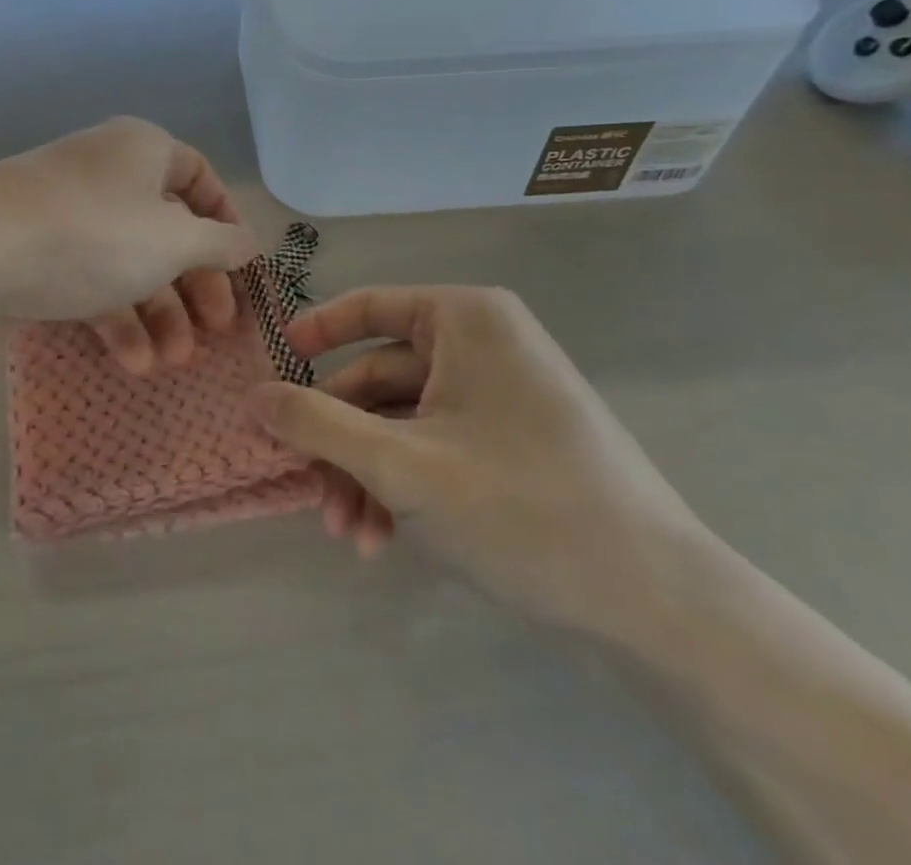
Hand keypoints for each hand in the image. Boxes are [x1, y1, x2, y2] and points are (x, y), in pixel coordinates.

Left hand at [0, 118, 257, 367]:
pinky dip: (115, 319)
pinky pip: (91, 282)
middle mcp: (107, 174)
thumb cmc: (90, 234)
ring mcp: (70, 216)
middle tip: (216, 331)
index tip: (243, 269)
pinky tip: (132, 363)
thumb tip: (249, 243)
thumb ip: (219, 244)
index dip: (225, 221)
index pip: (199, 177)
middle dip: (194, 283)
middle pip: (167, 228)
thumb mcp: (172, 240)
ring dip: (158, 313)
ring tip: (173, 361)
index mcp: (142, 149)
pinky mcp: (39, 255)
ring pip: (130, 262)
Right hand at [247, 286, 713, 636]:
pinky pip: (436, 447)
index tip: (272, 373)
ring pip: (404, 421)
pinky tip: (383, 540)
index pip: (369, 307)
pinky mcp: (512, 443)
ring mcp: (500, 396)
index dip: (314, 335)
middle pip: (380, 378)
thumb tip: (252, 396)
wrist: (658, 604)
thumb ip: (317, 425)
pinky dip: (403, 486)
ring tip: (349, 534)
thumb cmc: (521, 505)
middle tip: (310, 492)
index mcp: (465, 319)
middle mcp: (483, 344)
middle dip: (341, 440)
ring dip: (367, 473)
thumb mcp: (402, 464)